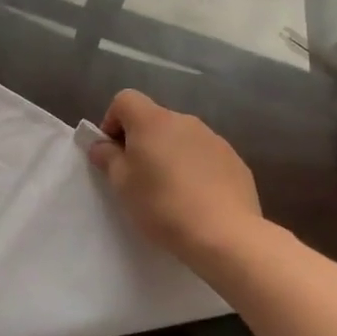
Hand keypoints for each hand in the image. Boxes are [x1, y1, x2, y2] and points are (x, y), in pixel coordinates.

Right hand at [86, 89, 263, 265]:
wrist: (225, 235)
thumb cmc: (162, 204)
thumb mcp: (122, 183)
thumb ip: (107, 157)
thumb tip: (102, 145)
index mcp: (152, 120)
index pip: (125, 100)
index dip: (113, 121)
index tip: (113, 152)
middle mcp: (184, 120)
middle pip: (153, 119)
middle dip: (141, 140)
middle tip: (138, 175)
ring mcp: (213, 139)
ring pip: (180, 138)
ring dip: (169, 154)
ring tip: (169, 190)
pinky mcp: (234, 160)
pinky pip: (204, 155)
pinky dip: (195, 168)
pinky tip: (196, 198)